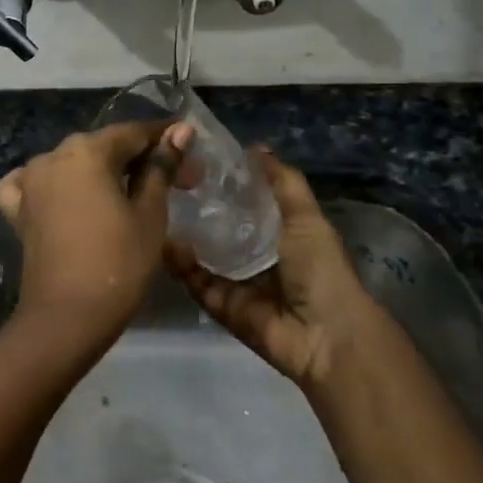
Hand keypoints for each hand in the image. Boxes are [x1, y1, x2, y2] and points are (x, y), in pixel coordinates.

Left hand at [0, 121, 194, 340]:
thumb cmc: (118, 263)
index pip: (134, 134)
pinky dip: (53, 186)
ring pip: (72, 164)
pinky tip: (65, 196)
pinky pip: (34, 185)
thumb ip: (161, 167)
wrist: (67, 318)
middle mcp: (53, 156)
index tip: (194, 162)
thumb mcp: (150, 213)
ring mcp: (30, 182)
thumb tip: (180, 131)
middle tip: (176, 185)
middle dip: (140, 160)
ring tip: (130, 196)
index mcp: (86, 151)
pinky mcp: (18, 210)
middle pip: (104, 147)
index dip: (168, 143)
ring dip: (102, 173)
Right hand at [164, 149, 386, 387]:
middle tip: (169, 181)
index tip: (198, 161)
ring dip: (183, 235)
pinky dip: (180, 264)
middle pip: (220, 230)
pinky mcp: (220, 306)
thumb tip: (256, 148)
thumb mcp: (306, 217)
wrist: (325, 334)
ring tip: (157, 205)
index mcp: (281, 236)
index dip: (225, 185)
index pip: (246, 206)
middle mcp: (256, 258)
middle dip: (198, 209)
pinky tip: (164, 239)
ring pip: (202, 255)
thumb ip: (283, 183)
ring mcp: (236, 284)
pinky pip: (195, 282)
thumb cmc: (320, 268)